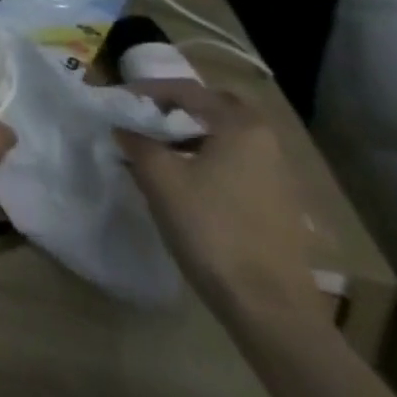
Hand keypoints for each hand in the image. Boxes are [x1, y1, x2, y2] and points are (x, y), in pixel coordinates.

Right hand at [115, 81, 326, 328]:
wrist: (269, 307)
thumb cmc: (210, 228)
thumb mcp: (159, 178)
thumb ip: (136, 142)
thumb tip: (123, 127)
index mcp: (241, 127)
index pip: (188, 90)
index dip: (147, 90)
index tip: (117, 99)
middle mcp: (267, 144)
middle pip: (217, 109)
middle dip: (179, 107)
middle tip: (145, 115)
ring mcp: (278, 177)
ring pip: (228, 138)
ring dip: (191, 135)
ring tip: (156, 149)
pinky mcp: (278, 206)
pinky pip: (236, 164)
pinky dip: (207, 159)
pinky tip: (184, 181)